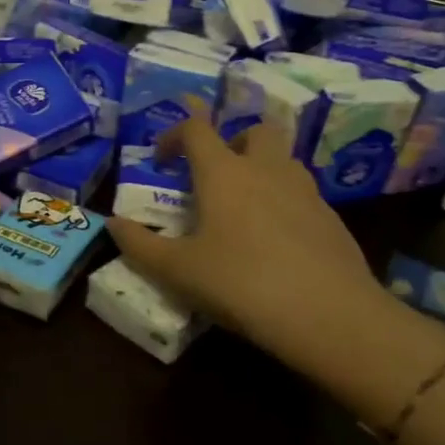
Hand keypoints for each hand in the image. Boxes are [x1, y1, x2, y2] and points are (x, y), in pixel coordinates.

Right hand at [108, 120, 384, 372]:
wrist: (329, 315)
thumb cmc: (241, 283)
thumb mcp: (178, 271)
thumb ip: (140, 245)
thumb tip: (112, 224)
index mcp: (224, 172)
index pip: (197, 128)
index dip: (174, 134)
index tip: (162, 160)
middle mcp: (267, 169)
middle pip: (254, 131)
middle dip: (232, 142)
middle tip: (216, 175)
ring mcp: (305, 191)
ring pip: (283, 161)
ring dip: (261, 170)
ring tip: (245, 210)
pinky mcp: (332, 219)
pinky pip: (303, 194)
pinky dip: (284, 203)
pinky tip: (277, 243)